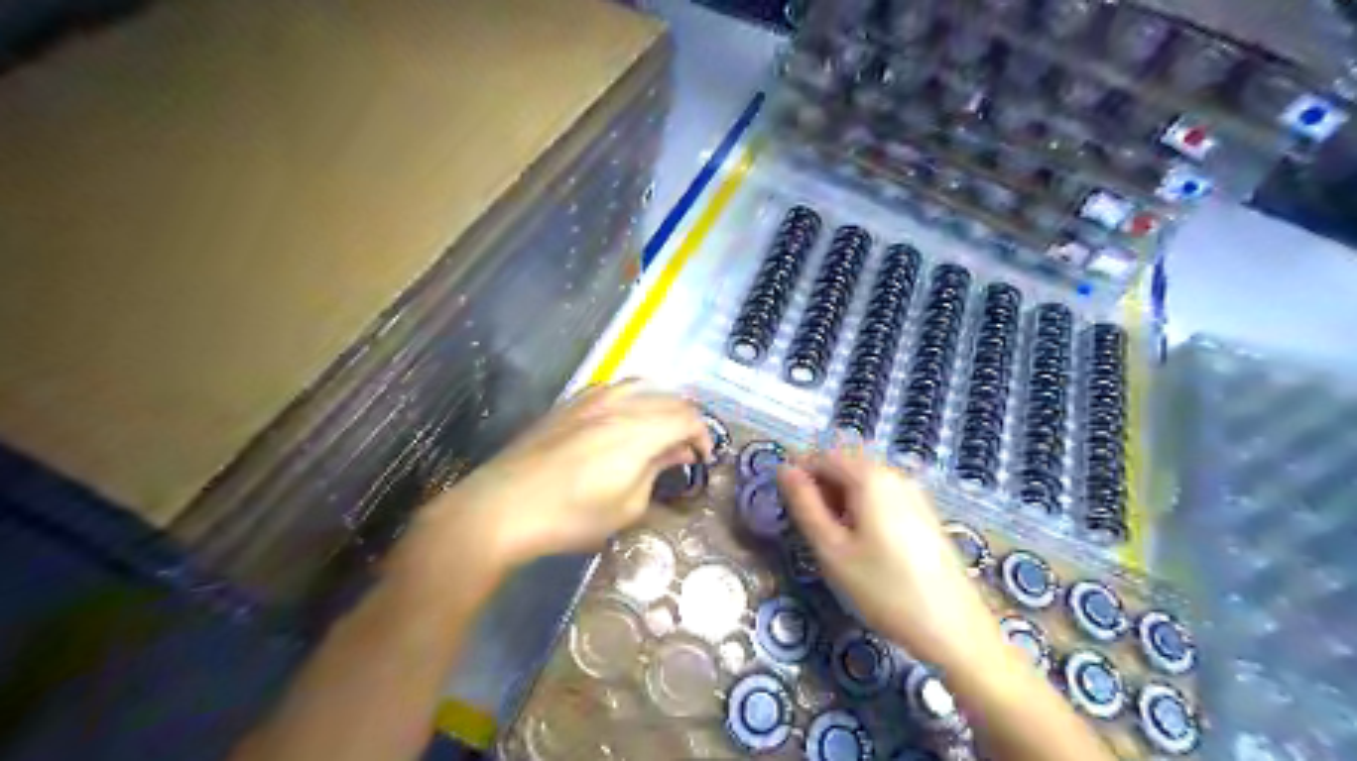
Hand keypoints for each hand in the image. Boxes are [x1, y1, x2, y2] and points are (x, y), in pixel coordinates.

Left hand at [425, 388, 711, 570]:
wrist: (502, 506)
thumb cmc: (570, 516)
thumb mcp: (626, 506)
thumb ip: (655, 471)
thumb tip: (673, 453)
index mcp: (639, 429)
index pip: (688, 417)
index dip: (703, 436)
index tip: (702, 459)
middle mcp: (619, 403)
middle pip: (669, 396)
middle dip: (686, 420)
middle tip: (684, 449)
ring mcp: (591, 398)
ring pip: (642, 385)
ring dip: (660, 405)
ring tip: (659, 432)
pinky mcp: (569, 403)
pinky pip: (615, 388)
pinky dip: (633, 400)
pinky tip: (625, 422)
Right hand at [780, 450, 1000, 668]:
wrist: (954, 629)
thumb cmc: (884, 588)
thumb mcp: (832, 549)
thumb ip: (804, 505)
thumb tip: (784, 470)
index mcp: (870, 476)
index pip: (821, 456)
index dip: (798, 476)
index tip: (785, 508)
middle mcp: (894, 474)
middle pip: (845, 465)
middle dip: (820, 488)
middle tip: (809, 529)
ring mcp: (914, 493)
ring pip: (863, 483)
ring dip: (840, 501)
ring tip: (833, 541)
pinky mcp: (924, 514)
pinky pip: (882, 497)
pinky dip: (862, 510)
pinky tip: (863, 545)